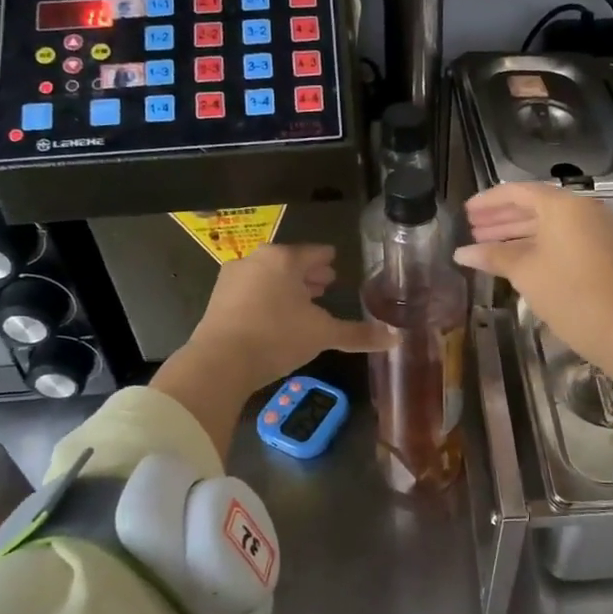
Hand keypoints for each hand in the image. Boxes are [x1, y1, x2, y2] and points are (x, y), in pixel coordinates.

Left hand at [153, 244, 389, 458]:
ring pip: (267, 276)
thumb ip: (357, 334)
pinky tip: (274, 315)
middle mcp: (256, 260)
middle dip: (307, 273)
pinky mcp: (217, 300)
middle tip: (324, 282)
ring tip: (301, 300)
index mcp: (284, 259)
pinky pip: (250, 292)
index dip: (326, 259)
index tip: (334, 260)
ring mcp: (232, 279)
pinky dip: (266, 298)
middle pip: (288, 263)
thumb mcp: (323, 335)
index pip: (313, 252)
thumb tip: (395, 339)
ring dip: (285, 286)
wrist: (220, 361)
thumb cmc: (277, 337)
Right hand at [454, 183, 612, 364]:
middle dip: (501, 218)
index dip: (488, 201)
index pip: (518, 192)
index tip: (466, 212)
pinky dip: (537, 244)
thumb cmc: (568, 293)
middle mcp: (582, 209)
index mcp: (563, 205)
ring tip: (486, 246)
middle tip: (472, 230)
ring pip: (548, 224)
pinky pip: (562, 238)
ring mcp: (595, 229)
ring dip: (517, 233)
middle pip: (534, 205)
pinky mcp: (602, 250)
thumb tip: (460, 253)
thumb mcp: (524, 272)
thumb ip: (492, 256)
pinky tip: (515, 259)